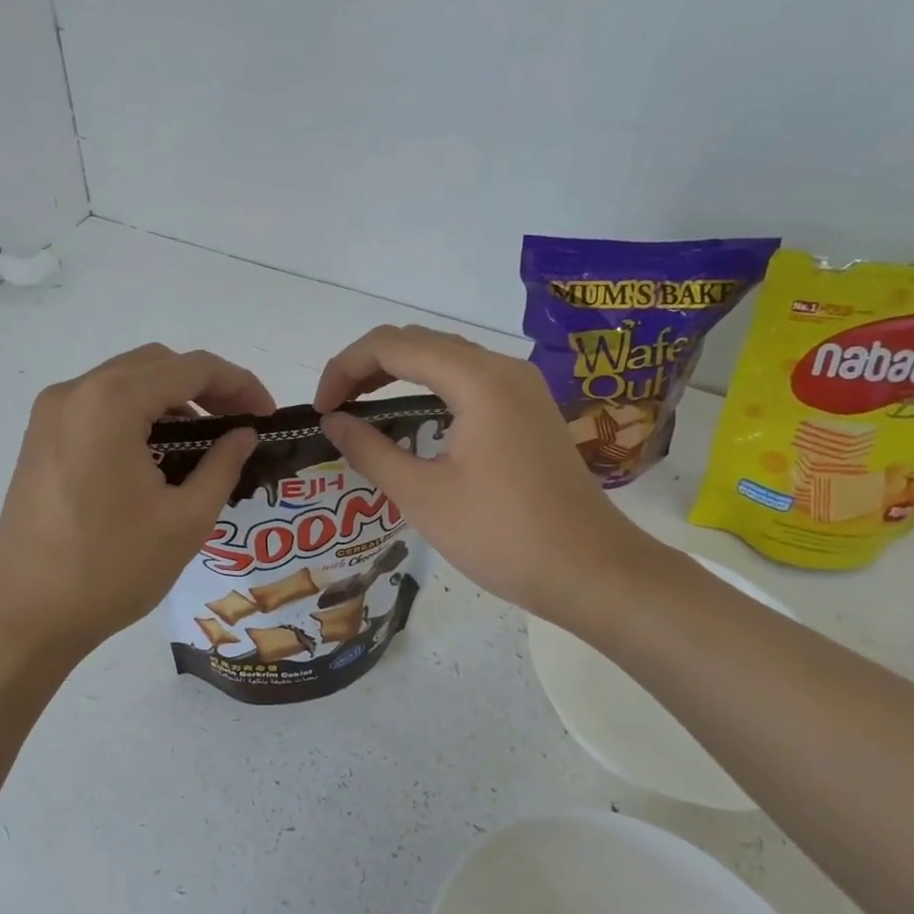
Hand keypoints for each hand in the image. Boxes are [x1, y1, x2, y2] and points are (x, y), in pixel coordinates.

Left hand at [0, 344, 271, 662]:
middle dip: (205, 386)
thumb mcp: (185, 520)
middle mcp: (74, 392)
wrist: (26, 617)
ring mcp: (50, 414)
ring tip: (203, 442)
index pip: (191, 367)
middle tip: (239, 424)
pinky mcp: (39, 438)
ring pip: (125, 381)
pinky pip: (98, 405)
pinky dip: (136, 415)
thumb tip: (244, 434)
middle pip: (156, 364)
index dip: (239, 384)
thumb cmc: (112, 569)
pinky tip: (157, 454)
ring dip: (170, 399)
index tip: (267, 415)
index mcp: (111, 403)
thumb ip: (223, 465)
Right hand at [313, 324, 657, 629]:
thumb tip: (333, 422)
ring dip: (397, 373)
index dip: (345, 368)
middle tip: (335, 407)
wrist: (592, 572)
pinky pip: (467, 380)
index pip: (392, 345)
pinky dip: (428, 388)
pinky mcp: (529, 410)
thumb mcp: (422, 495)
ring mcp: (521, 388)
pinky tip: (411, 419)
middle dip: (367, 366)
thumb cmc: (502, 535)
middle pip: (418, 341)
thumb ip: (370, 450)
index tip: (321, 409)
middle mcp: (502, 368)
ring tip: (361, 407)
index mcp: (477, 380)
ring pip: (444, 358)